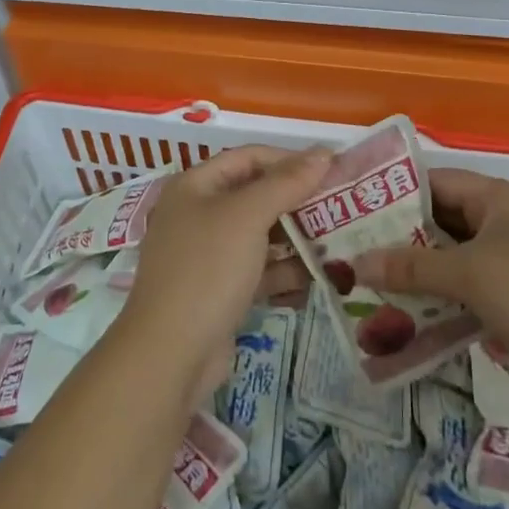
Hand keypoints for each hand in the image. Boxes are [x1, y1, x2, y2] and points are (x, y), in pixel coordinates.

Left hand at [120, 145, 330, 403]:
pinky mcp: (218, 291)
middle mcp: (197, 214)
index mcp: (195, 186)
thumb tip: (323, 153)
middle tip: (339, 207)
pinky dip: (284, 271)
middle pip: (255, 195)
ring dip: (295, 238)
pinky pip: (257, 270)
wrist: (169, 355)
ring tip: (337, 243)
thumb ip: (287, 182)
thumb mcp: (248, 217)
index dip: (290, 160)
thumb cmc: (207, 269)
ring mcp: (206, 255)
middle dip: (296, 201)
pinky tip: (318, 278)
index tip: (331, 170)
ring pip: (259, 235)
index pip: (249, 157)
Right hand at [352, 168, 508, 404]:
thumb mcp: (469, 275)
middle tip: (358, 255)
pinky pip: (472, 291)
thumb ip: (412, 267)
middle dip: (404, 241)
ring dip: (422, 276)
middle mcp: (504, 222)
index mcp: (496, 198)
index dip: (397, 194)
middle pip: (443, 223)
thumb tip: (356, 263)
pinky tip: (414, 322)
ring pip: (456, 260)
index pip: (436, 182)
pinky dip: (446, 302)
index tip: (358, 212)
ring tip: (376, 290)